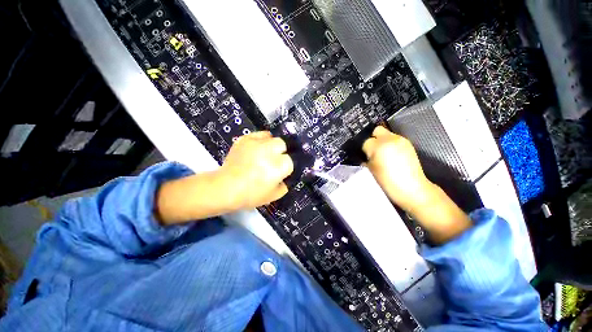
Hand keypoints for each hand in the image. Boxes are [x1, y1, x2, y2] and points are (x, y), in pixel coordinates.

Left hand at [220, 131, 293, 209]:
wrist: (225, 188)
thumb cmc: (251, 195)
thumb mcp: (274, 195)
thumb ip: (285, 185)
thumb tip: (285, 177)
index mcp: (279, 166)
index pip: (290, 160)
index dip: (286, 167)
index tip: (280, 172)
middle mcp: (270, 151)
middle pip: (282, 144)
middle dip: (280, 153)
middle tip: (273, 161)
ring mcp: (257, 143)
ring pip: (272, 137)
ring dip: (271, 145)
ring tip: (265, 153)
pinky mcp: (245, 139)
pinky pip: (259, 134)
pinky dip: (260, 140)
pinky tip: (257, 148)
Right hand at [362, 126, 432, 211]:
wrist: (412, 188)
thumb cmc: (388, 182)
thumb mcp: (371, 170)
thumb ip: (366, 159)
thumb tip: (364, 155)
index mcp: (378, 147)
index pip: (365, 141)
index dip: (363, 149)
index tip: (364, 155)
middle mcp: (390, 139)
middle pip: (376, 130)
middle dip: (372, 138)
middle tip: (372, 150)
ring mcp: (401, 140)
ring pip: (386, 133)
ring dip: (381, 141)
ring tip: (382, 153)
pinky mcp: (408, 144)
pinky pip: (395, 138)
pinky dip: (390, 143)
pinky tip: (390, 154)